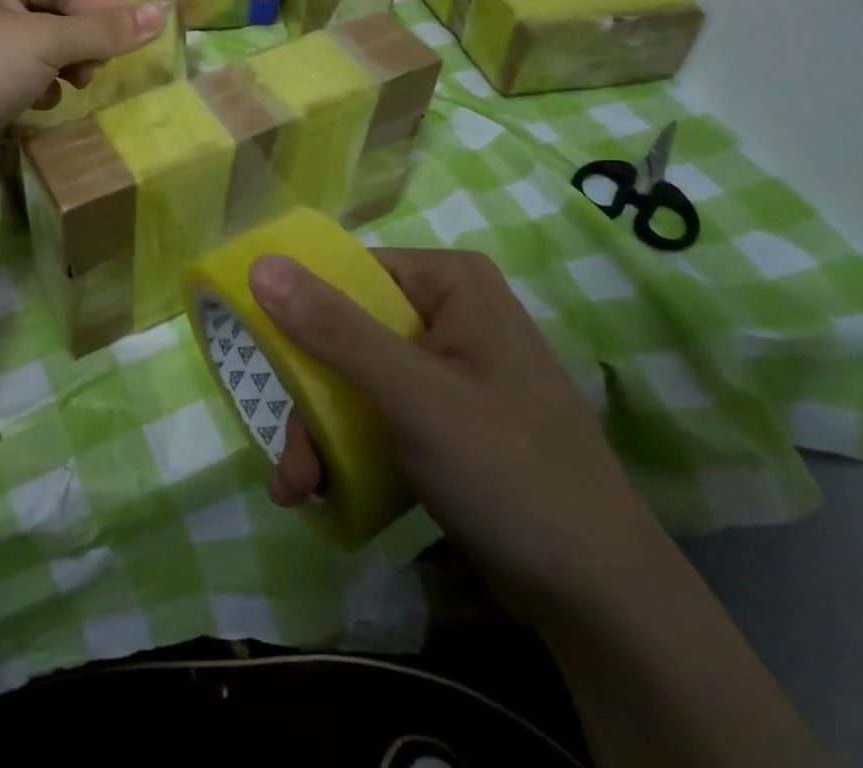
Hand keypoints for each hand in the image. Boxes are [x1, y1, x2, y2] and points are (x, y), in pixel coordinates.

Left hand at [0, 0, 165, 189]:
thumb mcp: (46, 43)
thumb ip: (103, 30)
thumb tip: (162, 14)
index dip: (102, 13)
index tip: (136, 43)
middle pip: (49, 15)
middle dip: (77, 45)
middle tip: (93, 73)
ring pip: (33, 47)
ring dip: (58, 67)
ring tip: (68, 88)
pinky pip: (12, 72)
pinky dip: (31, 85)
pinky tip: (35, 104)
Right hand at [249, 248, 669, 626]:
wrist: (601, 599)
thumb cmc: (508, 470)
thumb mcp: (412, 395)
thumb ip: (334, 329)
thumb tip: (261, 263)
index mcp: (451, 283)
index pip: (352, 271)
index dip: (300, 308)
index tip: (264, 356)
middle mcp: (449, 313)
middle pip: (347, 331)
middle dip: (310, 397)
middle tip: (289, 457)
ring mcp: (448, 368)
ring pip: (356, 378)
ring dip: (320, 432)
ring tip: (299, 487)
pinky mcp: (446, 418)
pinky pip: (379, 413)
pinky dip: (348, 449)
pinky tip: (325, 492)